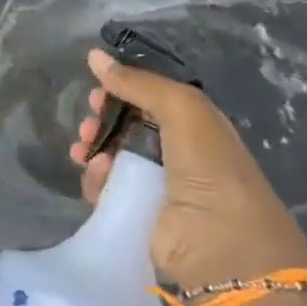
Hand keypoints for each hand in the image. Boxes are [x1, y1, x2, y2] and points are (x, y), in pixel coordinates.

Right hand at [69, 49, 306, 289]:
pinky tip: (93, 176)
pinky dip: (96, 178)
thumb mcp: (183, 110)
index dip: (124, 88)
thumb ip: (140, 82)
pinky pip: (109, 187)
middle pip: (129, 124)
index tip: (98, 87)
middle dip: (103, 117)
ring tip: (83, 150)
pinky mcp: (140, 213)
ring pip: (114, 154)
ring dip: (94, 146)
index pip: (152, 97)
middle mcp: (179, 152)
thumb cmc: (210, 170)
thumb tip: (94, 56)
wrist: (224, 250)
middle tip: (88, 120)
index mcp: (197, 125)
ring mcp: (159, 185)